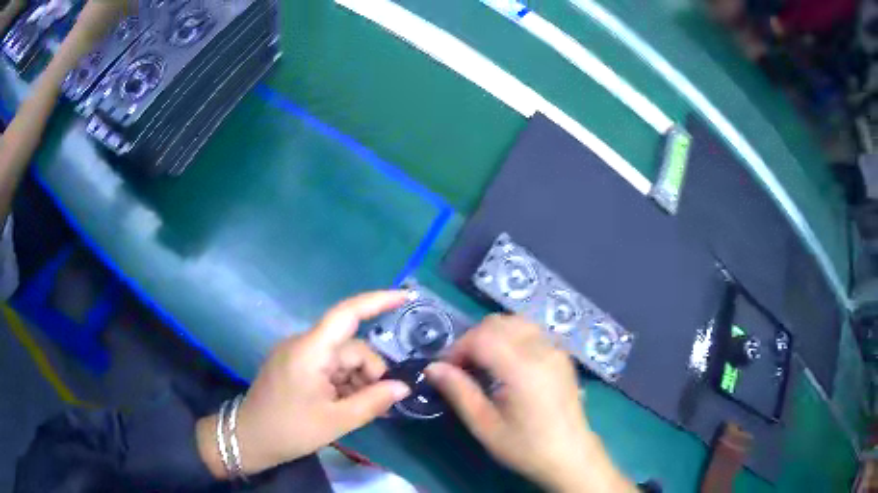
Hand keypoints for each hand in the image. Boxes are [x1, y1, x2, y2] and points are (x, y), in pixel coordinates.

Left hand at [197, 291, 410, 476]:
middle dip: (369, 372)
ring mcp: (297, 355)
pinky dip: (343, 383)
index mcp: (310, 351)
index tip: (405, 298)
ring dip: (356, 381)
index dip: (377, 301)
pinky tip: (347, 405)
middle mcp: (303, 344)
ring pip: (341, 359)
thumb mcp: (336, 421)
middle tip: (379, 404)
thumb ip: (373, 401)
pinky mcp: (294, 366)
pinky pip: (328, 367)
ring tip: (360, 410)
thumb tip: (403, 387)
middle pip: (349, 347)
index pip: (346, 314)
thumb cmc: (290, 430)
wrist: (249, 439)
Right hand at [426, 315, 634, 492]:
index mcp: (523, 369)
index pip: (482, 337)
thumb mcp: (486, 426)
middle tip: (461, 368)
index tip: (446, 370)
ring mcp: (556, 349)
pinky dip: (511, 336)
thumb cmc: (526, 447)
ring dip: (492, 335)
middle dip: (472, 339)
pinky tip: (506, 363)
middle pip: (497, 323)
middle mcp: (542, 350)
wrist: (571, 455)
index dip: (457, 348)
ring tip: (482, 364)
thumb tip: (432, 368)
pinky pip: (531, 330)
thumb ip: (459, 392)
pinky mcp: (562, 354)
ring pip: (515, 321)